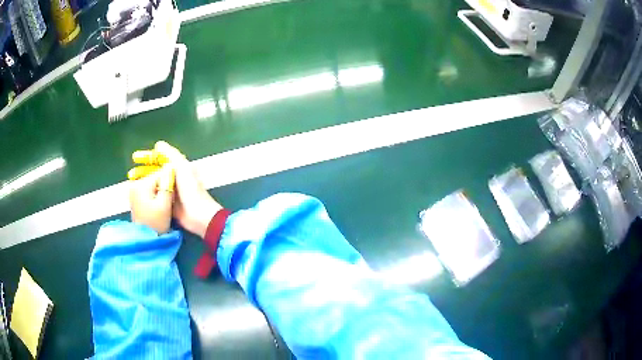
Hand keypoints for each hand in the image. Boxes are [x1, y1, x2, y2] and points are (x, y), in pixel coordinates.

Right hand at [129, 141, 221, 237]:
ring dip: (143, 184)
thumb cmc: (191, 189)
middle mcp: (173, 178)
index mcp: (177, 168)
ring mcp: (170, 192)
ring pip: (153, 185)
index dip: (147, 157)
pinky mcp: (167, 205)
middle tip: (130, 174)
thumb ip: (171, 155)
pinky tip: (137, 196)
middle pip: (154, 171)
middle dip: (142, 171)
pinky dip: (147, 196)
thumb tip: (158, 145)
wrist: (199, 215)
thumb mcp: (182, 167)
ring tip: (131, 184)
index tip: (134, 158)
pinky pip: (154, 198)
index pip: (159, 159)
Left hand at [129, 166, 173, 233]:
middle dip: (164, 185)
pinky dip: (155, 194)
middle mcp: (135, 184)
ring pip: (153, 183)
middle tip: (170, 200)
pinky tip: (159, 204)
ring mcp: (133, 191)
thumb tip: (171, 166)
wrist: (146, 240)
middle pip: (155, 177)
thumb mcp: (165, 204)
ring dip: (160, 190)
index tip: (176, 192)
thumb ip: (168, 184)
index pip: (160, 173)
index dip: (170, 181)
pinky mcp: (135, 197)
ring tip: (165, 203)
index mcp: (141, 184)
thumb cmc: (156, 223)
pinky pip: (148, 189)